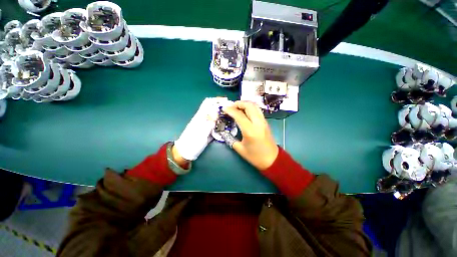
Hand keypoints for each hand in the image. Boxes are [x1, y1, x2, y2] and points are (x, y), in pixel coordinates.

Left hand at [174, 97, 229, 160]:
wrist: (187, 152)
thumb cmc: (192, 142)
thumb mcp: (201, 132)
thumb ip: (209, 123)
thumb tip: (216, 113)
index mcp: (200, 116)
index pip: (208, 103)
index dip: (217, 100)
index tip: (227, 101)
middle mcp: (204, 118)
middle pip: (213, 108)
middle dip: (222, 107)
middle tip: (231, 109)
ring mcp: (207, 124)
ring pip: (216, 116)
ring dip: (223, 114)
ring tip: (232, 116)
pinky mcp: (209, 130)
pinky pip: (217, 124)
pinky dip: (223, 122)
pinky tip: (228, 124)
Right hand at [223, 101, 278, 169]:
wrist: (272, 159)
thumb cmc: (255, 156)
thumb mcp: (240, 149)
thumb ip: (230, 138)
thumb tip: (224, 132)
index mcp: (250, 131)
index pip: (239, 115)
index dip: (230, 110)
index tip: (224, 108)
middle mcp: (258, 123)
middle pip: (249, 106)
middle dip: (239, 103)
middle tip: (231, 106)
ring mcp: (263, 121)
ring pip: (255, 106)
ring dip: (245, 104)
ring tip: (237, 107)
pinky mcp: (265, 122)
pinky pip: (257, 110)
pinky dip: (250, 107)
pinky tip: (245, 111)